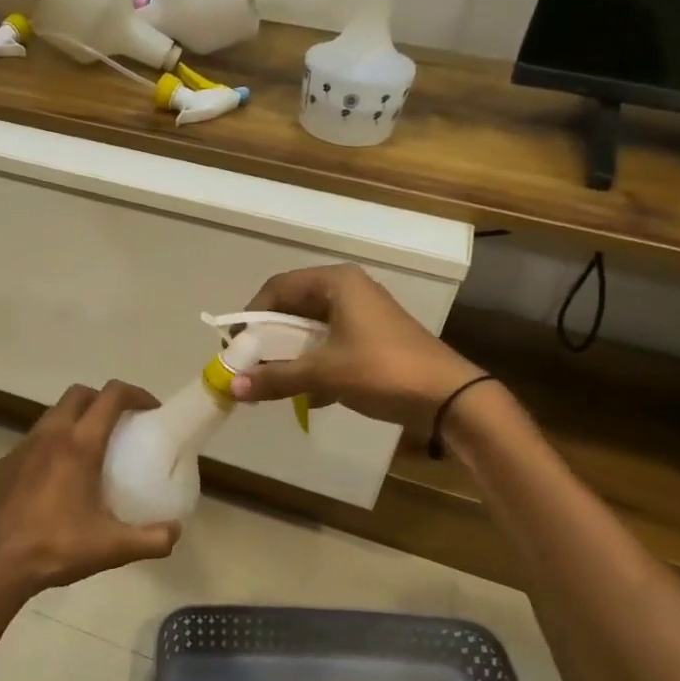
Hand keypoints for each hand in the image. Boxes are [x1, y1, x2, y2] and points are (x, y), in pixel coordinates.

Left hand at [0, 381, 181, 601]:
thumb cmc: (55, 548)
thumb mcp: (112, 548)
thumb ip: (151, 539)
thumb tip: (175, 532)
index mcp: (78, 445)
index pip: (111, 396)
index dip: (136, 394)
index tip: (150, 410)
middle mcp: (48, 435)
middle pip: (79, 395)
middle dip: (102, 400)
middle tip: (121, 425)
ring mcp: (21, 448)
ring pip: (52, 415)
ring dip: (74, 420)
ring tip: (89, 451)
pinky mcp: (2, 465)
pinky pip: (32, 442)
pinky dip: (50, 446)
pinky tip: (55, 479)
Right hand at [230, 264, 486, 433]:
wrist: (447, 397)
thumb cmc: (382, 370)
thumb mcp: (324, 373)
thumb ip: (276, 378)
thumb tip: (231, 388)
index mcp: (336, 283)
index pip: (278, 287)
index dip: (252, 314)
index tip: (236, 344)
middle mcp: (348, 290)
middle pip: (294, 307)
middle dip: (269, 338)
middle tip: (249, 365)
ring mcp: (362, 315)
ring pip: (311, 329)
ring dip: (289, 355)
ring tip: (271, 381)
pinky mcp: (372, 339)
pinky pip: (329, 345)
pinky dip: (313, 365)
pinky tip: (306, 396)